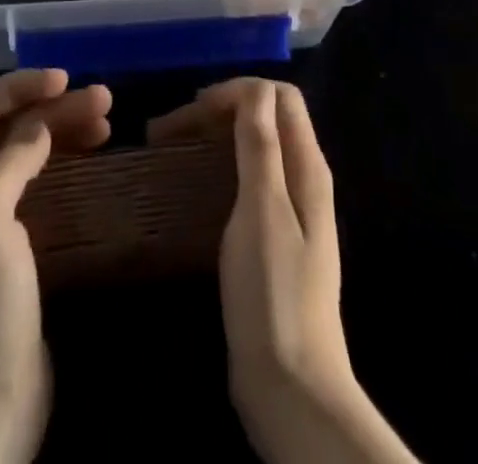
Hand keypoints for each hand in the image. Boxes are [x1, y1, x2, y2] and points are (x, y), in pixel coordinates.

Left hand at [0, 69, 111, 463]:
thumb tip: (39, 125)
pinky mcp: (19, 243)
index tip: (66, 79)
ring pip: (29, 150)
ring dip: (64, 128)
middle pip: (11, 126)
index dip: (21, 85)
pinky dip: (67, 160)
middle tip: (105, 99)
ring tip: (108, 121)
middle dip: (54, 105)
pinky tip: (93, 159)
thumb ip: (9, 162)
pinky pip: (42, 181)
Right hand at [150, 80, 415, 463]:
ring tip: (171, 148)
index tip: (193, 110)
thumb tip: (253, 89)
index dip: (237, 91)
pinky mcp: (273, 236)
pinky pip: (247, 178)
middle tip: (170, 128)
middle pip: (266, 116)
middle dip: (220, 109)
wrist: (293, 388)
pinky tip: (191, 184)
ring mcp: (291, 209)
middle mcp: (303, 178)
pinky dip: (218, 165)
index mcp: (307, 166)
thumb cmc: (273, 294)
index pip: (278, 96)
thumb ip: (260, 146)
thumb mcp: (262, 210)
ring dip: (215, 135)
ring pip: (254, 146)